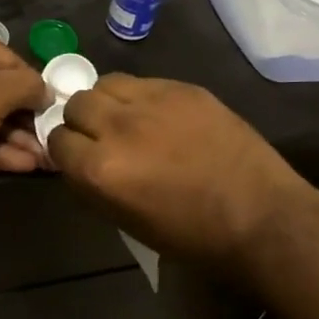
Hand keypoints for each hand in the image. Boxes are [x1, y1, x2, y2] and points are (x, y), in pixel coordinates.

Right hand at [46, 74, 318, 276]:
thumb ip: (93, 185)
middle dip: (82, 120)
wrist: (262, 218)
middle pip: (77, 104)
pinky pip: (144, 81)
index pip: (56, 140)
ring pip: (106, 83)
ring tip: (127, 118)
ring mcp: (152, 102)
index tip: (79, 157)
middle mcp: (118, 128)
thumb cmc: (193, 237)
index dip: (66, 150)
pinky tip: (161, 116)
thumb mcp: (127, 221)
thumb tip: (78, 162)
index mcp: (100, 169)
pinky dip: (142, 97)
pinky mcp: (183, 89)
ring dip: (108, 101)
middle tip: (102, 136)